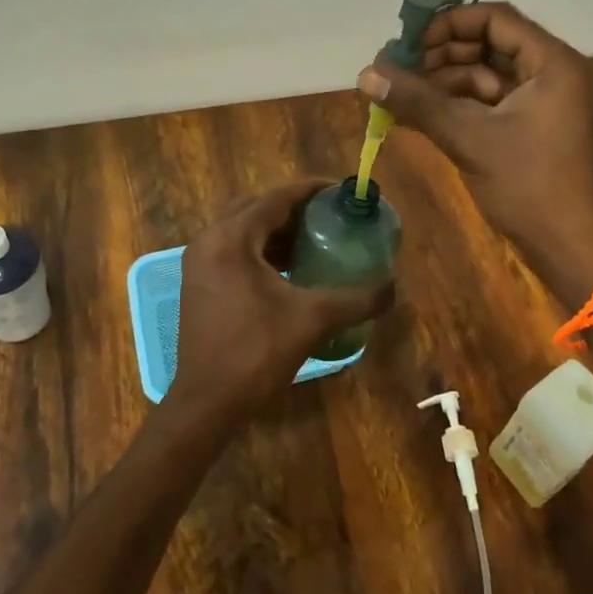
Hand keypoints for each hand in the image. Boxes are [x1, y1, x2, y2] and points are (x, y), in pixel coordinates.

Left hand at [171, 180, 394, 426]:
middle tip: (329, 213)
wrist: (207, 403)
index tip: (340, 190)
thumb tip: (393, 287)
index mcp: (231, 239)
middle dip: (294, 207)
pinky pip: (234, 249)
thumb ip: (356, 300)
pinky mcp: (200, 283)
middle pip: (257, 208)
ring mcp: (199, 262)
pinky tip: (291, 267)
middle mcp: (209, 241)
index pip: (275, 198)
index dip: (310, 190)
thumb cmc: (256, 353)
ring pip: (244, 229)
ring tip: (316, 237)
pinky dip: (262, 249)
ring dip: (278, 228)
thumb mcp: (312, 320)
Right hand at [359, 3, 592, 279]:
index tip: (410, 44)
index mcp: (550, 62)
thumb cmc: (527, 184)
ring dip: (442, 81)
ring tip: (400, 95)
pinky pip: (485, 100)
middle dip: (440, 55)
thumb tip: (365, 74)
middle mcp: (548, 71)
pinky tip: (418, 113)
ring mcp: (538, 99)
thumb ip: (417, 101)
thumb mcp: (468, 137)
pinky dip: (454, 104)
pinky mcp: (526, 124)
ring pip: (482, 73)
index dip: (449, 24)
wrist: (567, 245)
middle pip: (487, 43)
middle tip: (398, 70)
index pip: (495, 18)